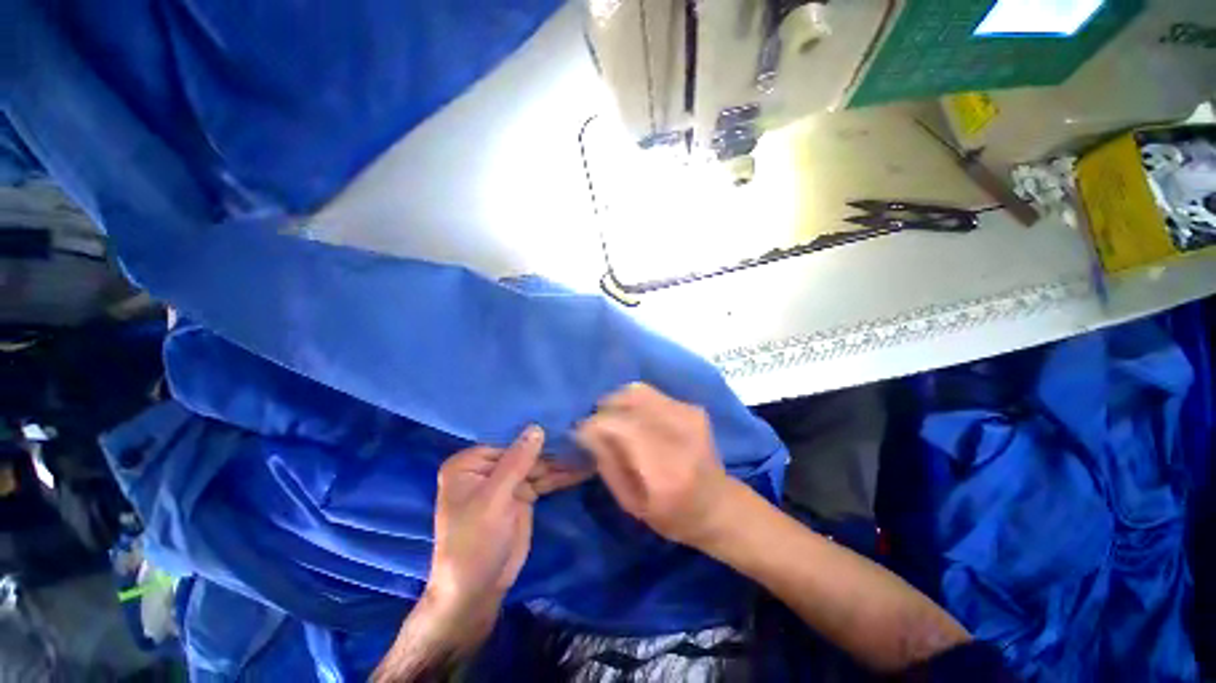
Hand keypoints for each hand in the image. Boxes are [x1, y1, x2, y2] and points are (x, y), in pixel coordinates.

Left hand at [427, 426, 588, 635]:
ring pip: (538, 466)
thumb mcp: (494, 500)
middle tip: (584, 440)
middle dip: (553, 450)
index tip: (563, 423)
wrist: (476, 592)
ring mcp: (506, 482)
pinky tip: (582, 470)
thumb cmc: (474, 543)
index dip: (534, 434)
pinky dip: (561, 477)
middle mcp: (488, 468)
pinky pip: (544, 481)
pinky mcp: (522, 496)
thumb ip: (516, 462)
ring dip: (562, 463)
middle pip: (526, 452)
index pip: (508, 440)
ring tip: (590, 452)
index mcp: (470, 464)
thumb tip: (536, 428)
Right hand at [575, 383, 738, 546]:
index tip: (580, 434)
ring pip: (638, 390)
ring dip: (618, 402)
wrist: (719, 505)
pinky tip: (636, 420)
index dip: (592, 426)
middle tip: (597, 427)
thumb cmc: (673, 515)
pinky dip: (635, 402)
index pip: (617, 426)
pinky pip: (651, 393)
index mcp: (663, 468)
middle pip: (627, 400)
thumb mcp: (631, 503)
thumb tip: (585, 430)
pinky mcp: (692, 407)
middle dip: (603, 409)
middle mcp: (678, 433)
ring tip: (614, 420)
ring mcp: (689, 415)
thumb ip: (606, 463)